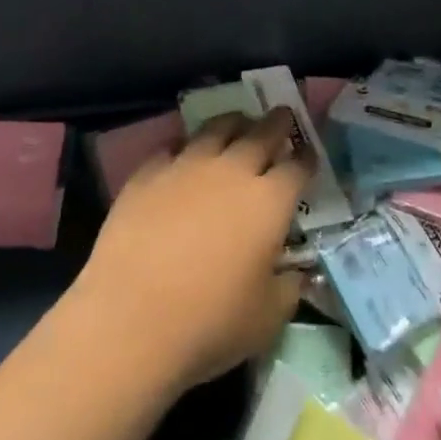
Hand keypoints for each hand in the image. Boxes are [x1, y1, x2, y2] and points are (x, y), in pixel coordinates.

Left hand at [70, 110, 311, 394]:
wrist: (131, 317)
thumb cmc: (209, 324)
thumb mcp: (267, 320)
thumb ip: (288, 288)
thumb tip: (294, 272)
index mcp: (269, 201)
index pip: (297, 166)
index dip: (307, 158)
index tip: (309, 154)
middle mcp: (232, 170)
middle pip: (262, 132)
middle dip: (277, 122)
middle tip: (282, 115)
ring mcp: (188, 164)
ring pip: (218, 128)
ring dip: (234, 123)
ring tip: (238, 124)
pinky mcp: (150, 171)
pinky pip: (174, 146)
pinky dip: (186, 147)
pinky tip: (184, 156)